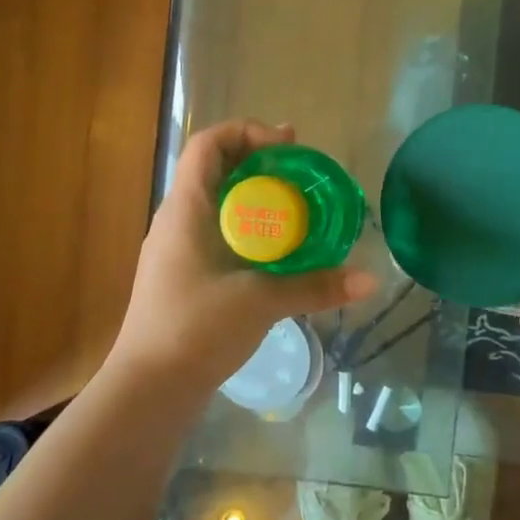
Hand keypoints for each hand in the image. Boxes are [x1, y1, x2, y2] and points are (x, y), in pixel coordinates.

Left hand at [109, 120, 376, 391]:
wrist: (149, 388)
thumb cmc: (195, 330)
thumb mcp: (260, 302)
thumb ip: (314, 287)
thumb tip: (369, 280)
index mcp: (186, 209)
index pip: (208, 144)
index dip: (247, 132)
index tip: (289, 146)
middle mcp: (177, 220)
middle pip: (217, 170)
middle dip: (262, 165)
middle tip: (305, 176)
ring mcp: (177, 249)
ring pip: (219, 204)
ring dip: (257, 199)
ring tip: (299, 211)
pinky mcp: (184, 275)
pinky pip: (219, 233)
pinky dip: (249, 230)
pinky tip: (278, 253)